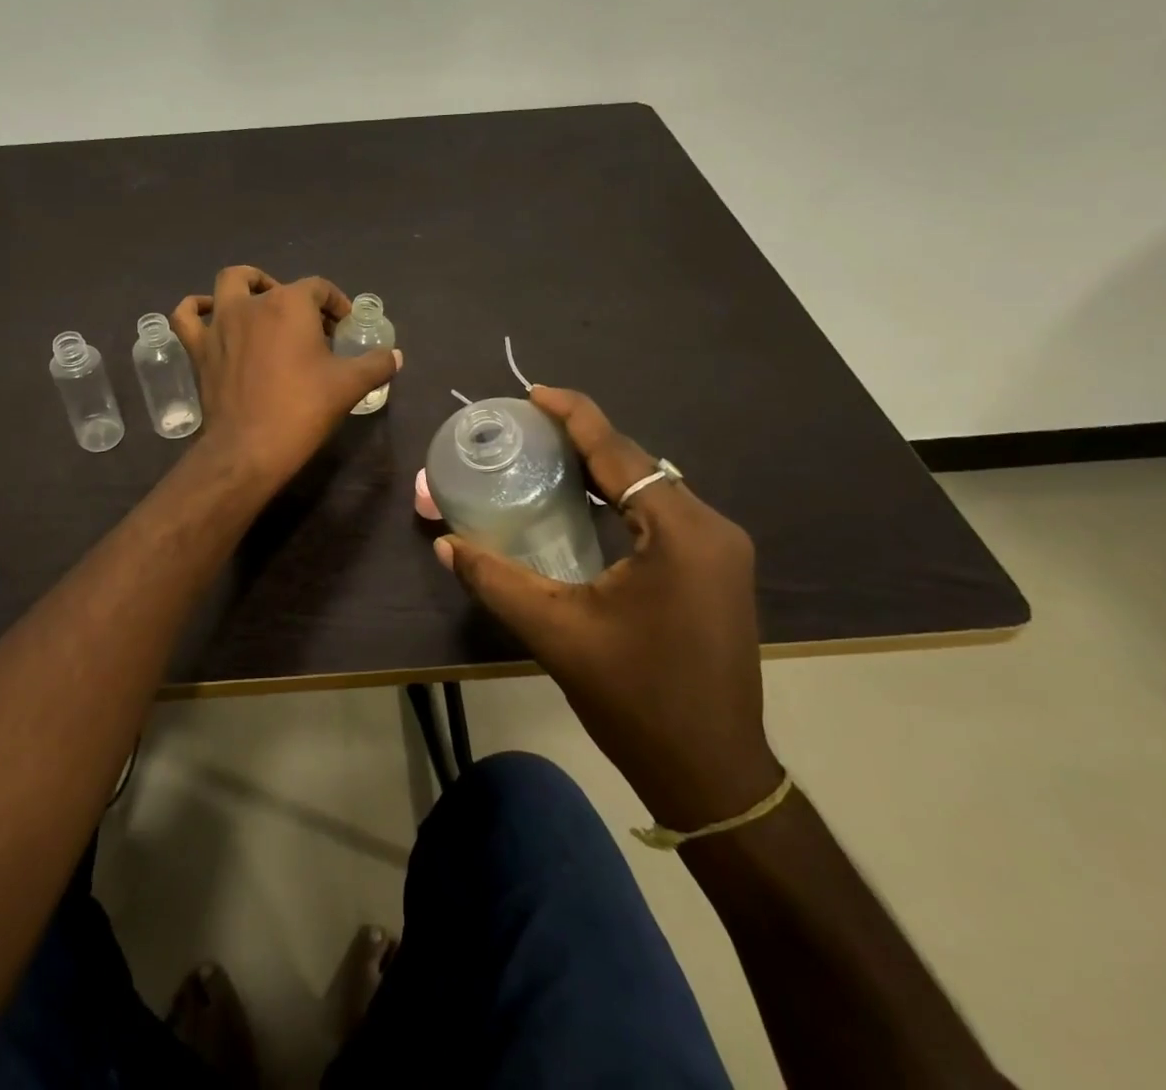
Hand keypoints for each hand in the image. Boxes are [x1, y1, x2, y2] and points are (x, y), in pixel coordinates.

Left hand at [172, 267, 400, 487]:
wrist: (250, 448)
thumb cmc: (303, 409)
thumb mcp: (350, 385)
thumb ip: (376, 364)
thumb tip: (395, 356)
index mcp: (290, 304)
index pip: (319, 288)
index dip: (336, 304)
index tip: (345, 327)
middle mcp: (253, 303)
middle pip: (275, 284)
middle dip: (294, 297)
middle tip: (307, 325)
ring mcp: (221, 324)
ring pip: (228, 285)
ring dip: (246, 286)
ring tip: (260, 303)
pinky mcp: (199, 348)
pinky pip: (187, 316)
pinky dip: (196, 308)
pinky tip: (208, 313)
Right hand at [434, 386, 779, 830]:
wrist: (712, 773)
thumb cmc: (636, 700)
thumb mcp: (556, 633)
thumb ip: (494, 580)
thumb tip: (444, 544)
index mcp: (679, 533)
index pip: (619, 451)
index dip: (574, 415)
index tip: (533, 393)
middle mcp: (710, 528)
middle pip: (637, 463)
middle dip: (583, 439)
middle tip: (527, 428)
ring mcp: (721, 551)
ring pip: (651, 487)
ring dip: (602, 469)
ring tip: (547, 457)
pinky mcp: (716, 571)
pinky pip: (661, 513)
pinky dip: (620, 498)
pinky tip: (585, 504)